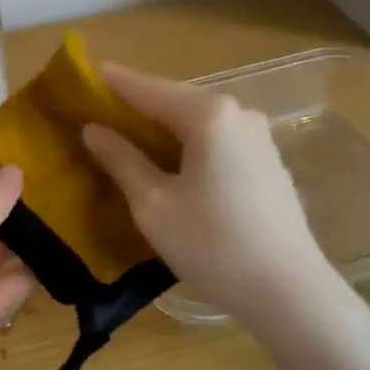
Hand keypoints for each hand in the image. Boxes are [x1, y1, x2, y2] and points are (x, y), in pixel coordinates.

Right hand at [82, 64, 333, 324]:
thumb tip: (93, 130)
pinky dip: (187, 142)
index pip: (146, 88)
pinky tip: (169, 162)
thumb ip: (121, 160)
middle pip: (173, 99)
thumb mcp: (153, 204)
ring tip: (126, 139)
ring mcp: (257, 135)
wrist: (289, 292)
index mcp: (208, 115)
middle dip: (135, 106)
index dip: (110, 83)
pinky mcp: (267, 159)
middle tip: (96, 114)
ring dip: (161, 126)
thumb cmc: (212, 245)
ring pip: (196, 120)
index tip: (79, 77)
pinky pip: (216, 138)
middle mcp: (237, 112)